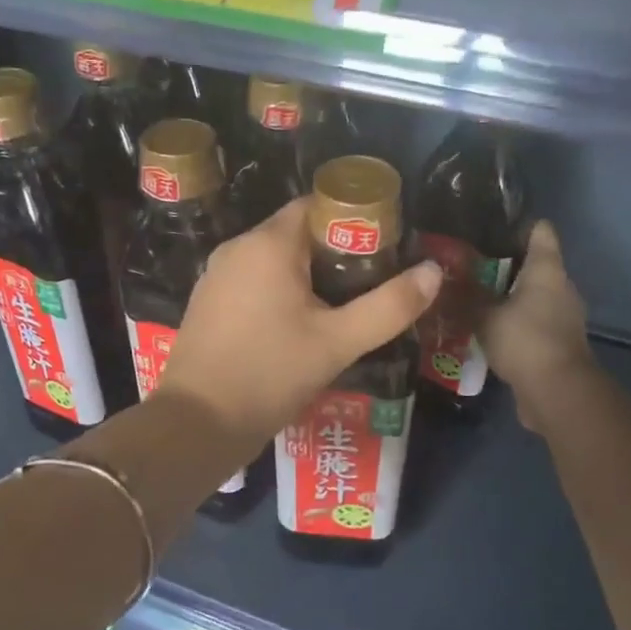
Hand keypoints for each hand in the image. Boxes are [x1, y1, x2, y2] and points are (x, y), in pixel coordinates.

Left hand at [159, 197, 440, 451]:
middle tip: (371, 282)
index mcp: (268, 244)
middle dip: (336, 252)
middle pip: (297, 233)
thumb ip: (389, 306)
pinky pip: (254, 282)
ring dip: (308, 276)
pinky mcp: (208, 303)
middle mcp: (237, 248)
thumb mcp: (338, 343)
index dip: (353, 220)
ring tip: (343, 306)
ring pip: (274, 260)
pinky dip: (280, 292)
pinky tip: (301, 325)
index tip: (384, 247)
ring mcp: (216, 276)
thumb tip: (434, 271)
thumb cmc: (269, 374)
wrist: (197, 424)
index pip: (316, 205)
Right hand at [478, 221, 595, 434]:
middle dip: (502, 263)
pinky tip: (485, 329)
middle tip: (465, 265)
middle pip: (533, 263)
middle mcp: (560, 287)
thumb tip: (439, 277)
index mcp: (547, 269)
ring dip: (506, 296)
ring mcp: (562, 317)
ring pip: (531, 295)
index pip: (540, 231)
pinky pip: (531, 322)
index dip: (516, 225)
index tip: (487, 228)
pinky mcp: (556, 343)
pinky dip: (512, 322)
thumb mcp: (484, 315)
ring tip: (470, 297)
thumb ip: (464, 295)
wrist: (558, 394)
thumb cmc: (525, 340)